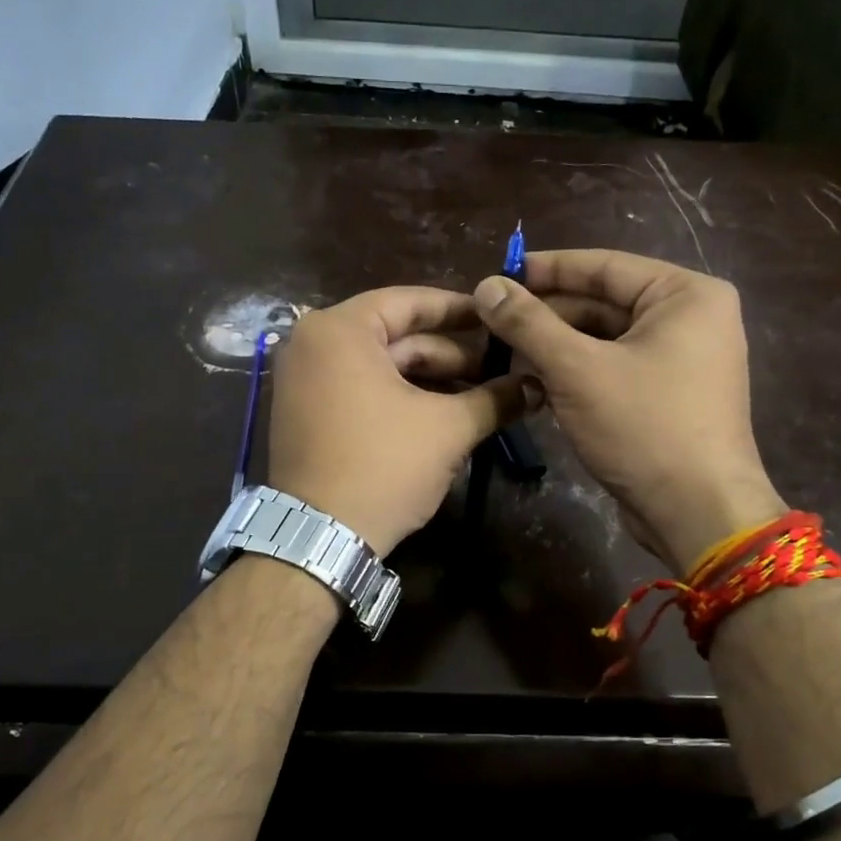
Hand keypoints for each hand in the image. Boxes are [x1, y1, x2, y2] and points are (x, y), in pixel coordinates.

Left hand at [268, 287, 540, 555]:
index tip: (496, 318)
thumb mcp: (448, 429)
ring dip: (430, 381)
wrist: (321, 538)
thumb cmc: (383, 466)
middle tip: (498, 370)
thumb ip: (495, 399)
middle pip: (396, 337)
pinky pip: (360, 389)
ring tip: (479, 398)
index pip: (410, 302)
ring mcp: (303, 380)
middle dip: (450, 355)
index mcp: (340, 330)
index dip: (459, 310)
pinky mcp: (305, 413)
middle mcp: (313, 344)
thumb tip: (537, 386)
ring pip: (380, 367)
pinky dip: (399, 398)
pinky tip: (442, 415)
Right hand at [474, 249, 785, 571]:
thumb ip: (529, 323)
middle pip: (604, 302)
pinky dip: (576, 373)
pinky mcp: (669, 396)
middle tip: (491, 320)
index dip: (546, 269)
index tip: (497, 273)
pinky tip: (533, 381)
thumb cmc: (644, 428)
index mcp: (685, 295)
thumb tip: (486, 285)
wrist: (697, 513)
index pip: (604, 266)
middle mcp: (691, 319)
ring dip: (556, 346)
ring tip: (503, 350)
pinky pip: (615, 369)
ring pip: (605, 339)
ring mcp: (682, 360)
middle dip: (547, 314)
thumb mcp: (578, 370)